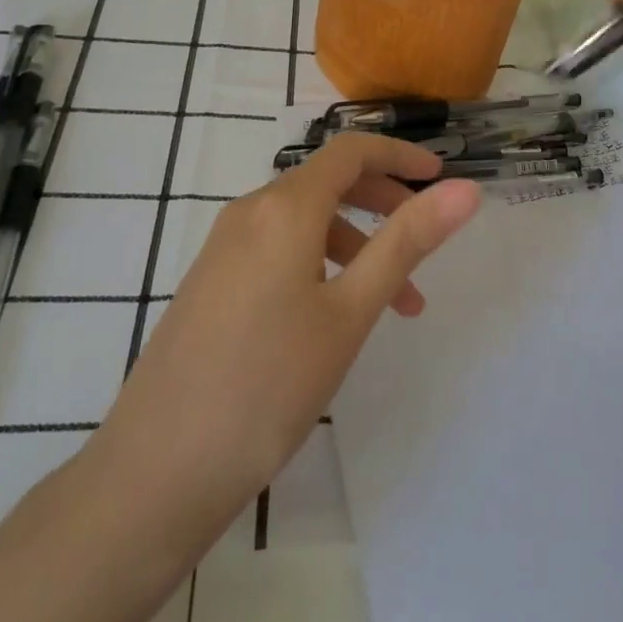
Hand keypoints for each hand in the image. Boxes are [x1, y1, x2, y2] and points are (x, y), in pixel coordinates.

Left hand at [83, 133, 481, 522]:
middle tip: (426, 236)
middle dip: (384, 199)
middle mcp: (249, 212)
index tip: (442, 176)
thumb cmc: (269, 384)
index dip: (400, 155)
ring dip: (358, 243)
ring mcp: (224, 248)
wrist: (156, 471)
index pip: (351, 151)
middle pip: (328, 181)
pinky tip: (336, 316)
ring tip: (397, 304)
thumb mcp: (351, 311)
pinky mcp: (211, 282)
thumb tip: (466, 188)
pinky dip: (321, 263)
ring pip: (305, 220)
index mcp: (284, 207)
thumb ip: (408, 241)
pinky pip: (278, 249)